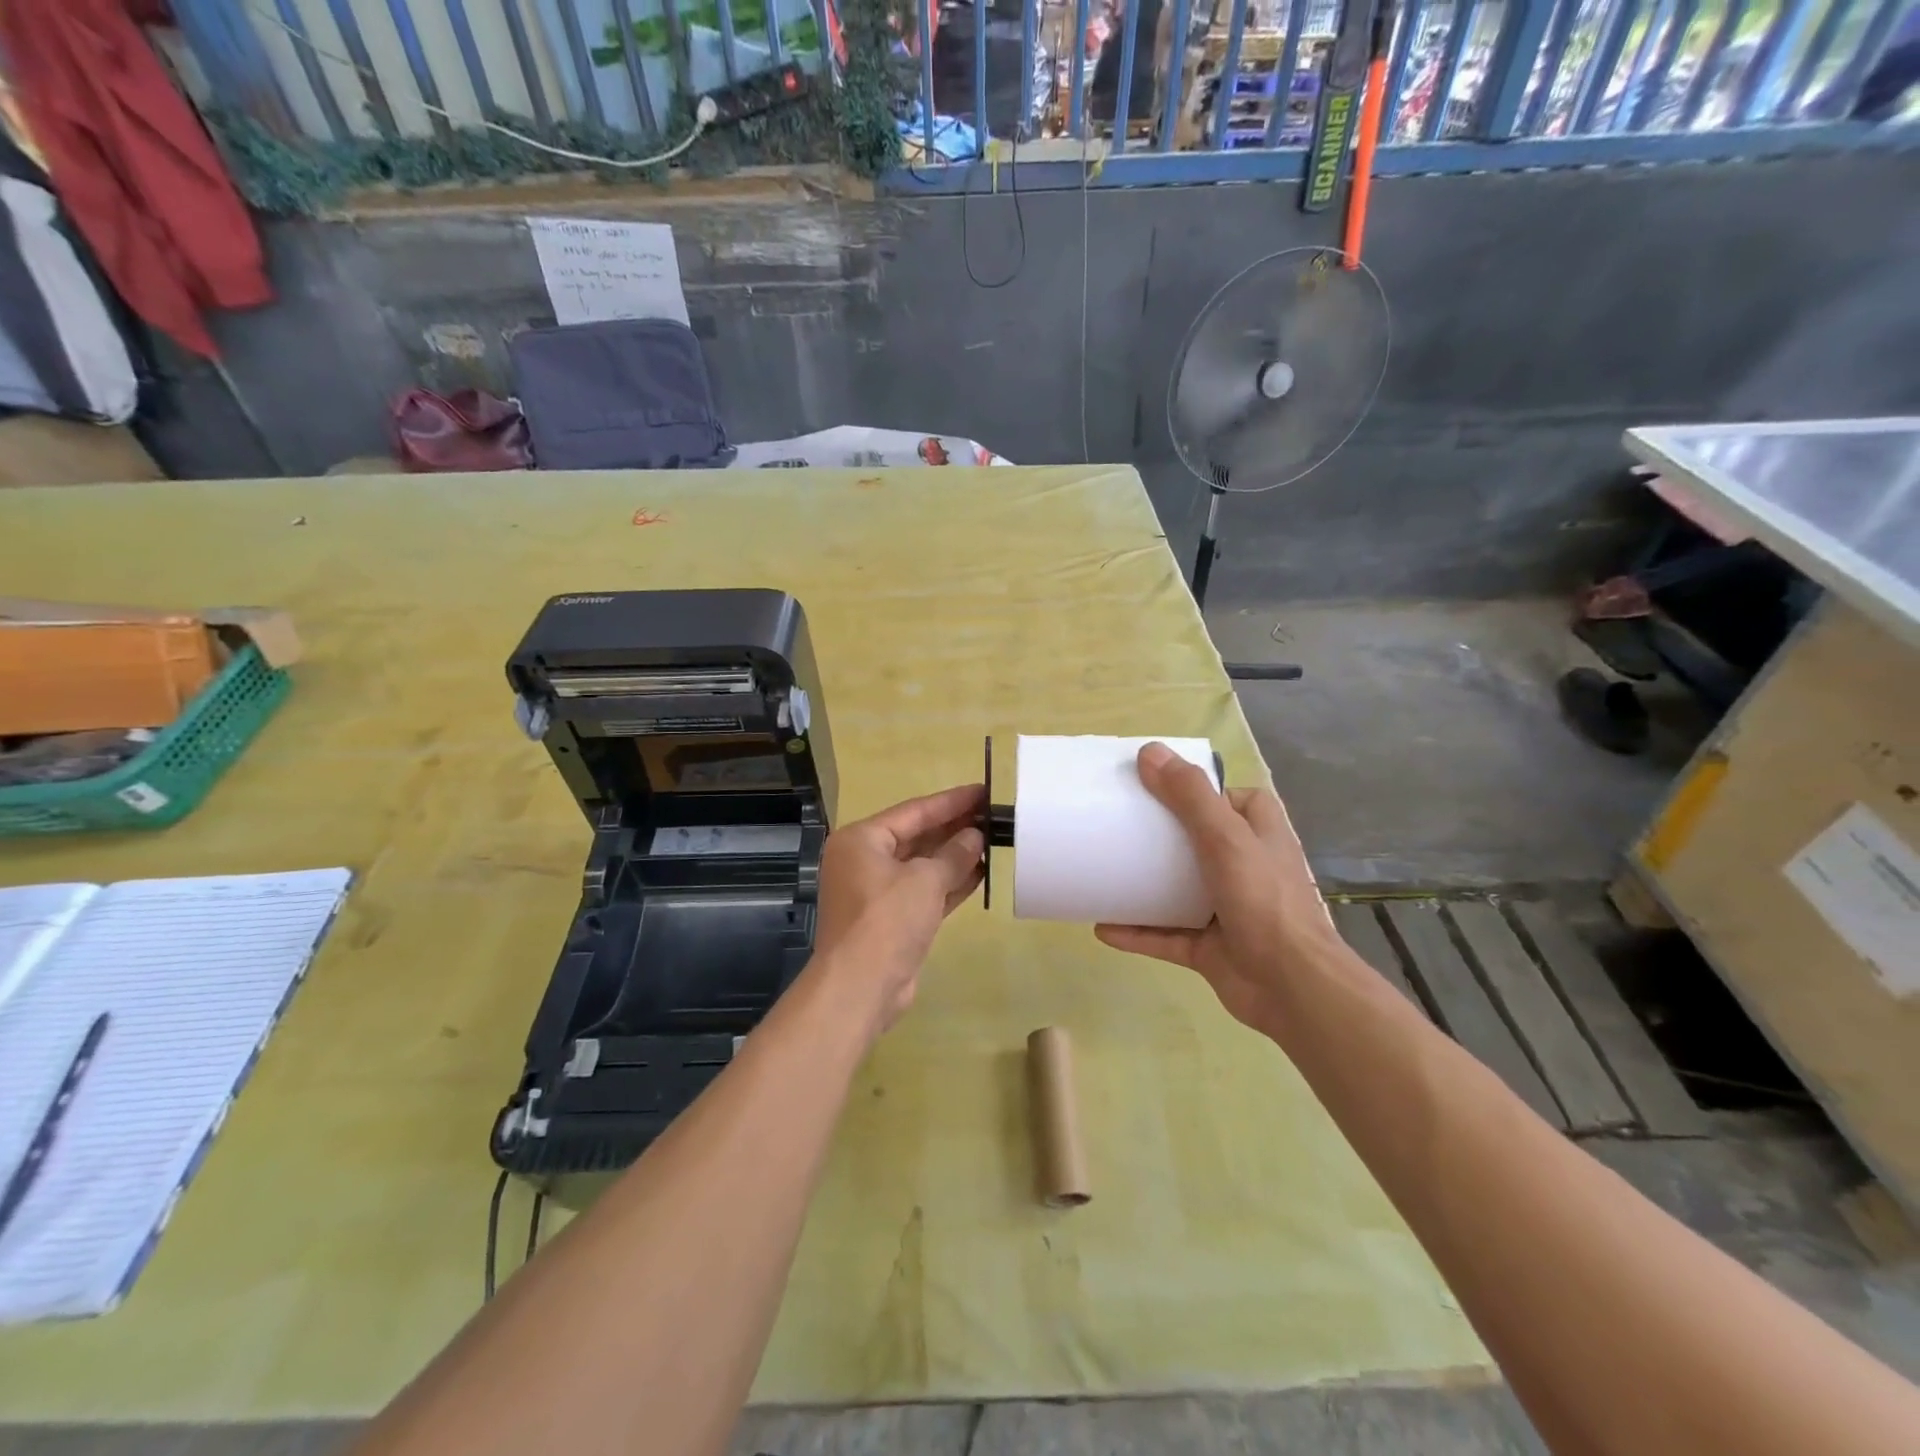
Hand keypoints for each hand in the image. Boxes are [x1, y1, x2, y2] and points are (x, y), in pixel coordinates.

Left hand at [813, 783, 984, 1030]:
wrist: (860, 987)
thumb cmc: (887, 920)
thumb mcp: (925, 880)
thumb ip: (954, 855)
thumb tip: (975, 837)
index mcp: (862, 840)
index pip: (913, 811)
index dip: (950, 801)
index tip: (982, 791)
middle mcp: (865, 861)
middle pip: (917, 836)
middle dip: (954, 828)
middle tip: (992, 815)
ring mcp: (878, 892)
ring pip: (923, 865)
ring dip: (956, 855)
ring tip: (993, 840)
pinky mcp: (893, 919)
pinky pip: (925, 891)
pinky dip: (950, 882)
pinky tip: (981, 872)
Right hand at [1095, 743, 1344, 1031]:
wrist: (1292, 987)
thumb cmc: (1264, 901)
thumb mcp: (1226, 837)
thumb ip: (1190, 796)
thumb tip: (1149, 752)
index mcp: (1259, 834)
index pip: (1230, 800)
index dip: (1198, 791)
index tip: (1155, 785)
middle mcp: (1244, 867)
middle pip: (1195, 842)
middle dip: (1159, 837)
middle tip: (1116, 824)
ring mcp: (1226, 910)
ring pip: (1177, 891)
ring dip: (1143, 885)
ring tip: (1102, 871)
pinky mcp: (1208, 948)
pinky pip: (1164, 935)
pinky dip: (1136, 931)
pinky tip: (1102, 927)